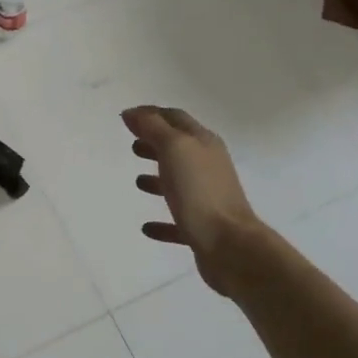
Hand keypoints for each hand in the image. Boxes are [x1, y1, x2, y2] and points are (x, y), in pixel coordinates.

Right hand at [122, 106, 260, 295]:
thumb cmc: (200, 191)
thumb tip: (132, 113)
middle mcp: (208, 167)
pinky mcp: (202, 228)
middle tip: (133, 145)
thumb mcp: (174, 149)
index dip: (152, 114)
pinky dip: (162, 221)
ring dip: (159, 178)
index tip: (128, 117)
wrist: (230, 245)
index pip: (176, 118)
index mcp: (203, 144)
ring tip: (137, 180)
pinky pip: (178, 221)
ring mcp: (207, 199)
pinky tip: (147, 227)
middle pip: (179, 149)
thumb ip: (153, 128)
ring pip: (180, 183)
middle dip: (156, 144)